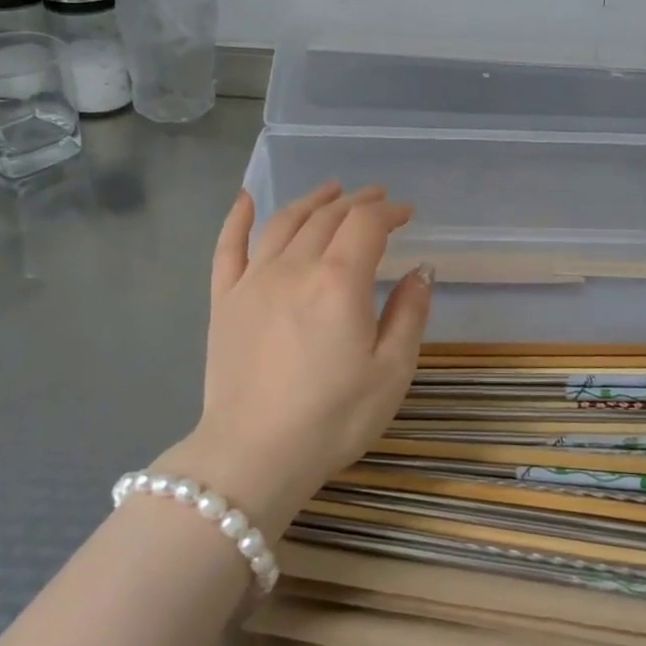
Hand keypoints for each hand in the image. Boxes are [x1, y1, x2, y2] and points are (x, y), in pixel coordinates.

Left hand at [161, 182, 432, 536]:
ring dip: (311, 200)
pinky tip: (245, 200)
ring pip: (284, 222)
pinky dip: (237, 218)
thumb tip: (421, 270)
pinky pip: (228, 247)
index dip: (389, 212)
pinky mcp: (224, 300)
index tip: (406, 214)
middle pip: (327, 217)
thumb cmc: (333, 418)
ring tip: (330, 190)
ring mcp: (253, 280)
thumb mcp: (392, 372)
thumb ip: (409, 313)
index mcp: (339, 281)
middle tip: (375, 199)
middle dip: (356, 202)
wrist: (254, 455)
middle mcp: (295, 267)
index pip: (366, 224)